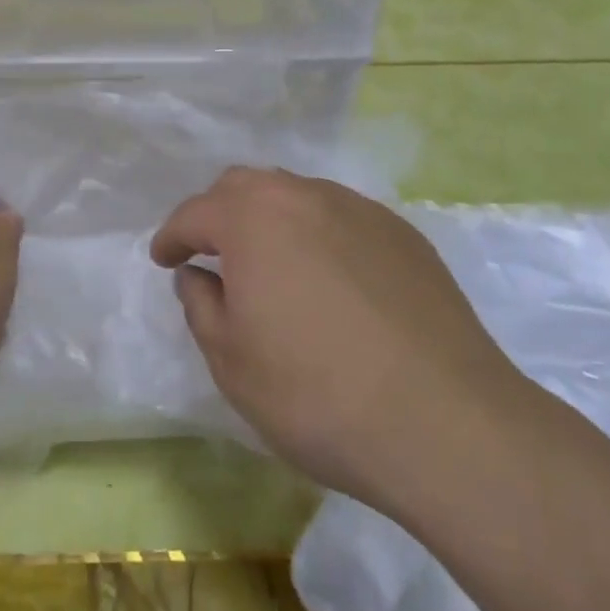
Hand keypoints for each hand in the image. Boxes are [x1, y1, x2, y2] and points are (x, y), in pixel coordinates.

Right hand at [150, 168, 524, 508]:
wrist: (445, 423)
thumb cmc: (316, 394)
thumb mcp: (231, 361)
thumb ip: (201, 306)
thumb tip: (197, 275)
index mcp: (254, 219)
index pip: (196, 213)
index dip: (172, 236)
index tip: (164, 260)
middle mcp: (306, 197)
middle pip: (246, 186)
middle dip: (218, 214)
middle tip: (212, 255)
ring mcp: (361, 211)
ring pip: (297, 195)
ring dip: (270, 220)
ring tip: (270, 266)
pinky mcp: (405, 235)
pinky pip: (342, 218)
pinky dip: (317, 234)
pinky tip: (328, 281)